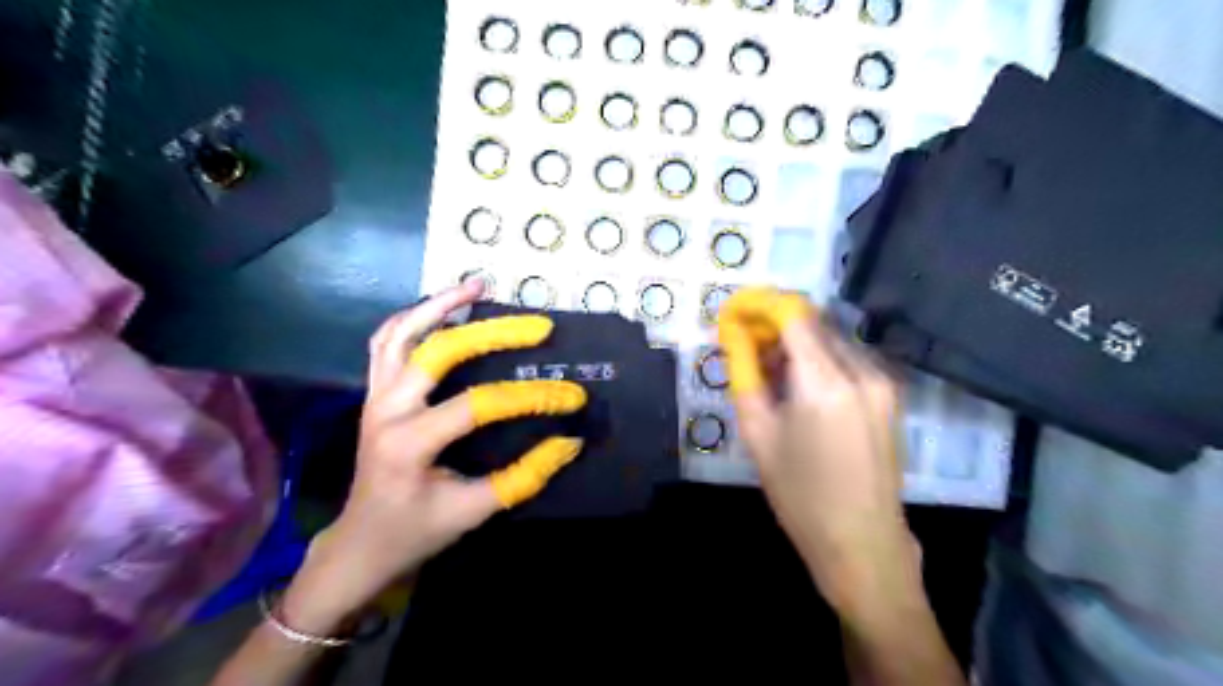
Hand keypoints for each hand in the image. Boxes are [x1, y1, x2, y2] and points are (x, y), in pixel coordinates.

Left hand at [280, 283, 581, 633]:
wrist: (361, 542)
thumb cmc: (416, 531)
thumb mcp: (473, 512)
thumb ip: (522, 477)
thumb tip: (569, 443)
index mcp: (409, 443)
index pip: (479, 404)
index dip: (531, 398)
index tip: (571, 397)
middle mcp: (386, 409)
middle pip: (439, 351)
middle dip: (494, 333)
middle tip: (537, 326)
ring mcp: (374, 395)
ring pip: (402, 333)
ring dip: (439, 305)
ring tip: (477, 286)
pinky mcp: (374, 392)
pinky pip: (387, 341)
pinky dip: (412, 317)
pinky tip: (441, 307)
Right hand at [719, 289, 917, 615]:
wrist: (862, 541)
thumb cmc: (799, 494)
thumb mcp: (758, 432)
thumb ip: (744, 373)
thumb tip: (732, 334)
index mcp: (826, 383)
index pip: (793, 313)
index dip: (759, 304)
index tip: (734, 312)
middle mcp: (862, 370)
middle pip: (814, 321)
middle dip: (776, 323)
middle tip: (746, 345)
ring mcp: (884, 381)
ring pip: (832, 337)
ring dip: (798, 341)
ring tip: (771, 371)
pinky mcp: (892, 393)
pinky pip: (849, 357)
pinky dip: (820, 357)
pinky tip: (803, 386)